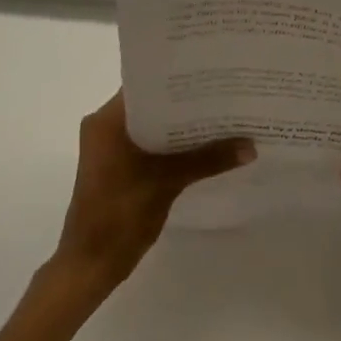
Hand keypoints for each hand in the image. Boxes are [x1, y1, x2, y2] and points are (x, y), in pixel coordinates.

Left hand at [52, 93, 253, 294]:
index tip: (208, 76)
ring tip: (218, 119)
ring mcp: (106, 148)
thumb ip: (207, 160)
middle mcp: (102, 126)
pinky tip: (198, 149)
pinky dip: (166, 146)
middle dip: (182, 104)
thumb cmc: (121, 215)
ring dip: (176, 127)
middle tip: (221, 96)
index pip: (144, 85)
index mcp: (106, 120)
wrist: (90, 264)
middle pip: (148, 105)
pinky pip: (144, 145)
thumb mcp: (167, 183)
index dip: (176, 80)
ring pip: (147, 126)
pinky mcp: (113, 167)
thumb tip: (250, 145)